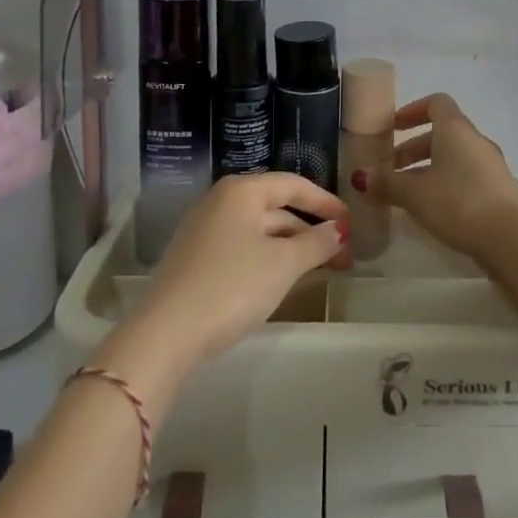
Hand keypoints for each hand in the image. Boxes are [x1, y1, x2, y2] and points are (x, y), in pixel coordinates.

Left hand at [129, 173, 350, 366]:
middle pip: (275, 208)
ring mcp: (203, 229)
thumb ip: (316, 243)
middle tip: (341, 255)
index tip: (350, 221)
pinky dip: (267, 257)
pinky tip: (281, 279)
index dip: (325, 202)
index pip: (292, 185)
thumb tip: (339, 230)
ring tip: (318, 270)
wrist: (166, 333)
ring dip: (290, 247)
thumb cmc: (232, 286)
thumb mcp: (283, 264)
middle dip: (310, 230)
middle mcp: (220, 201)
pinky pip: (241, 247)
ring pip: (258, 230)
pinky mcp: (194, 258)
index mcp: (241, 191)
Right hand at [374, 94, 517, 257]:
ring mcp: (490, 166)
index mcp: (455, 129)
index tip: (393, 127)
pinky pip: (465, 176)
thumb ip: (387, 183)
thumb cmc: (458, 202)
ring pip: (453, 157)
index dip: (413, 111)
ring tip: (405, 194)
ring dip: (427, 169)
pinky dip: (445, 184)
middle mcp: (475, 141)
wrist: (512, 238)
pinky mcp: (498, 190)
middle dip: (412, 148)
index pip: (436, 103)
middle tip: (389, 169)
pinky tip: (431, 209)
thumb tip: (360, 176)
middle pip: (441, 133)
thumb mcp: (415, 194)